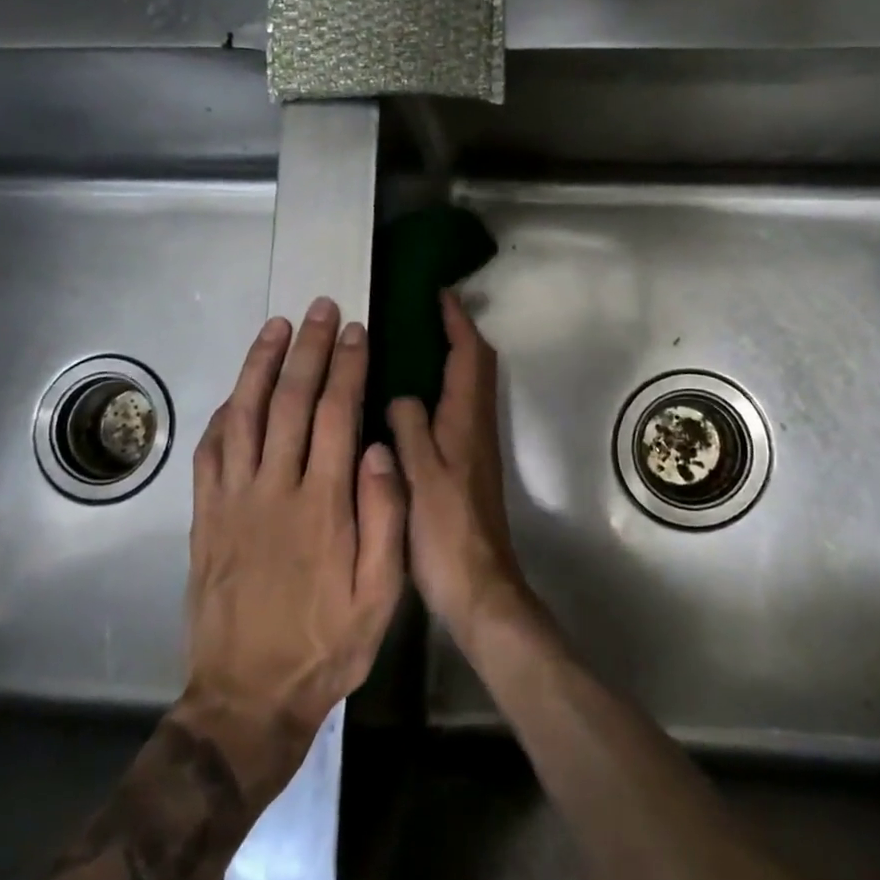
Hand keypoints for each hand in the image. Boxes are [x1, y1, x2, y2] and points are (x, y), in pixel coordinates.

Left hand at [178, 297, 405, 801]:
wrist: (247, 698)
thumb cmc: (326, 645)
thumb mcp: (381, 595)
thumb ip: (385, 518)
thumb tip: (382, 449)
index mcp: (323, 504)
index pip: (335, 415)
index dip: (346, 367)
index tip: (356, 332)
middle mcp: (274, 490)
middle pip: (289, 401)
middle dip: (309, 349)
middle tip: (321, 308)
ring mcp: (233, 502)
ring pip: (243, 415)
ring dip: (260, 365)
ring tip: (277, 326)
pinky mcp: (205, 519)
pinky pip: (210, 453)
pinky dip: (224, 413)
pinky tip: (236, 393)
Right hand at [387, 291, 532, 644]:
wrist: (477, 585)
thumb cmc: (445, 531)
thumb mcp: (418, 475)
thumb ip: (409, 427)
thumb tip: (402, 395)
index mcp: (467, 420)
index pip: (469, 354)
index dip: (457, 321)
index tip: (438, 293)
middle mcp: (477, 425)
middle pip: (477, 365)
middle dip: (459, 333)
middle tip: (425, 314)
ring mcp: (476, 446)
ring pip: (469, 386)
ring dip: (452, 358)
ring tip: (414, 344)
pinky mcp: (469, 466)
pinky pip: (458, 409)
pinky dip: (443, 388)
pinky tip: (412, 400)